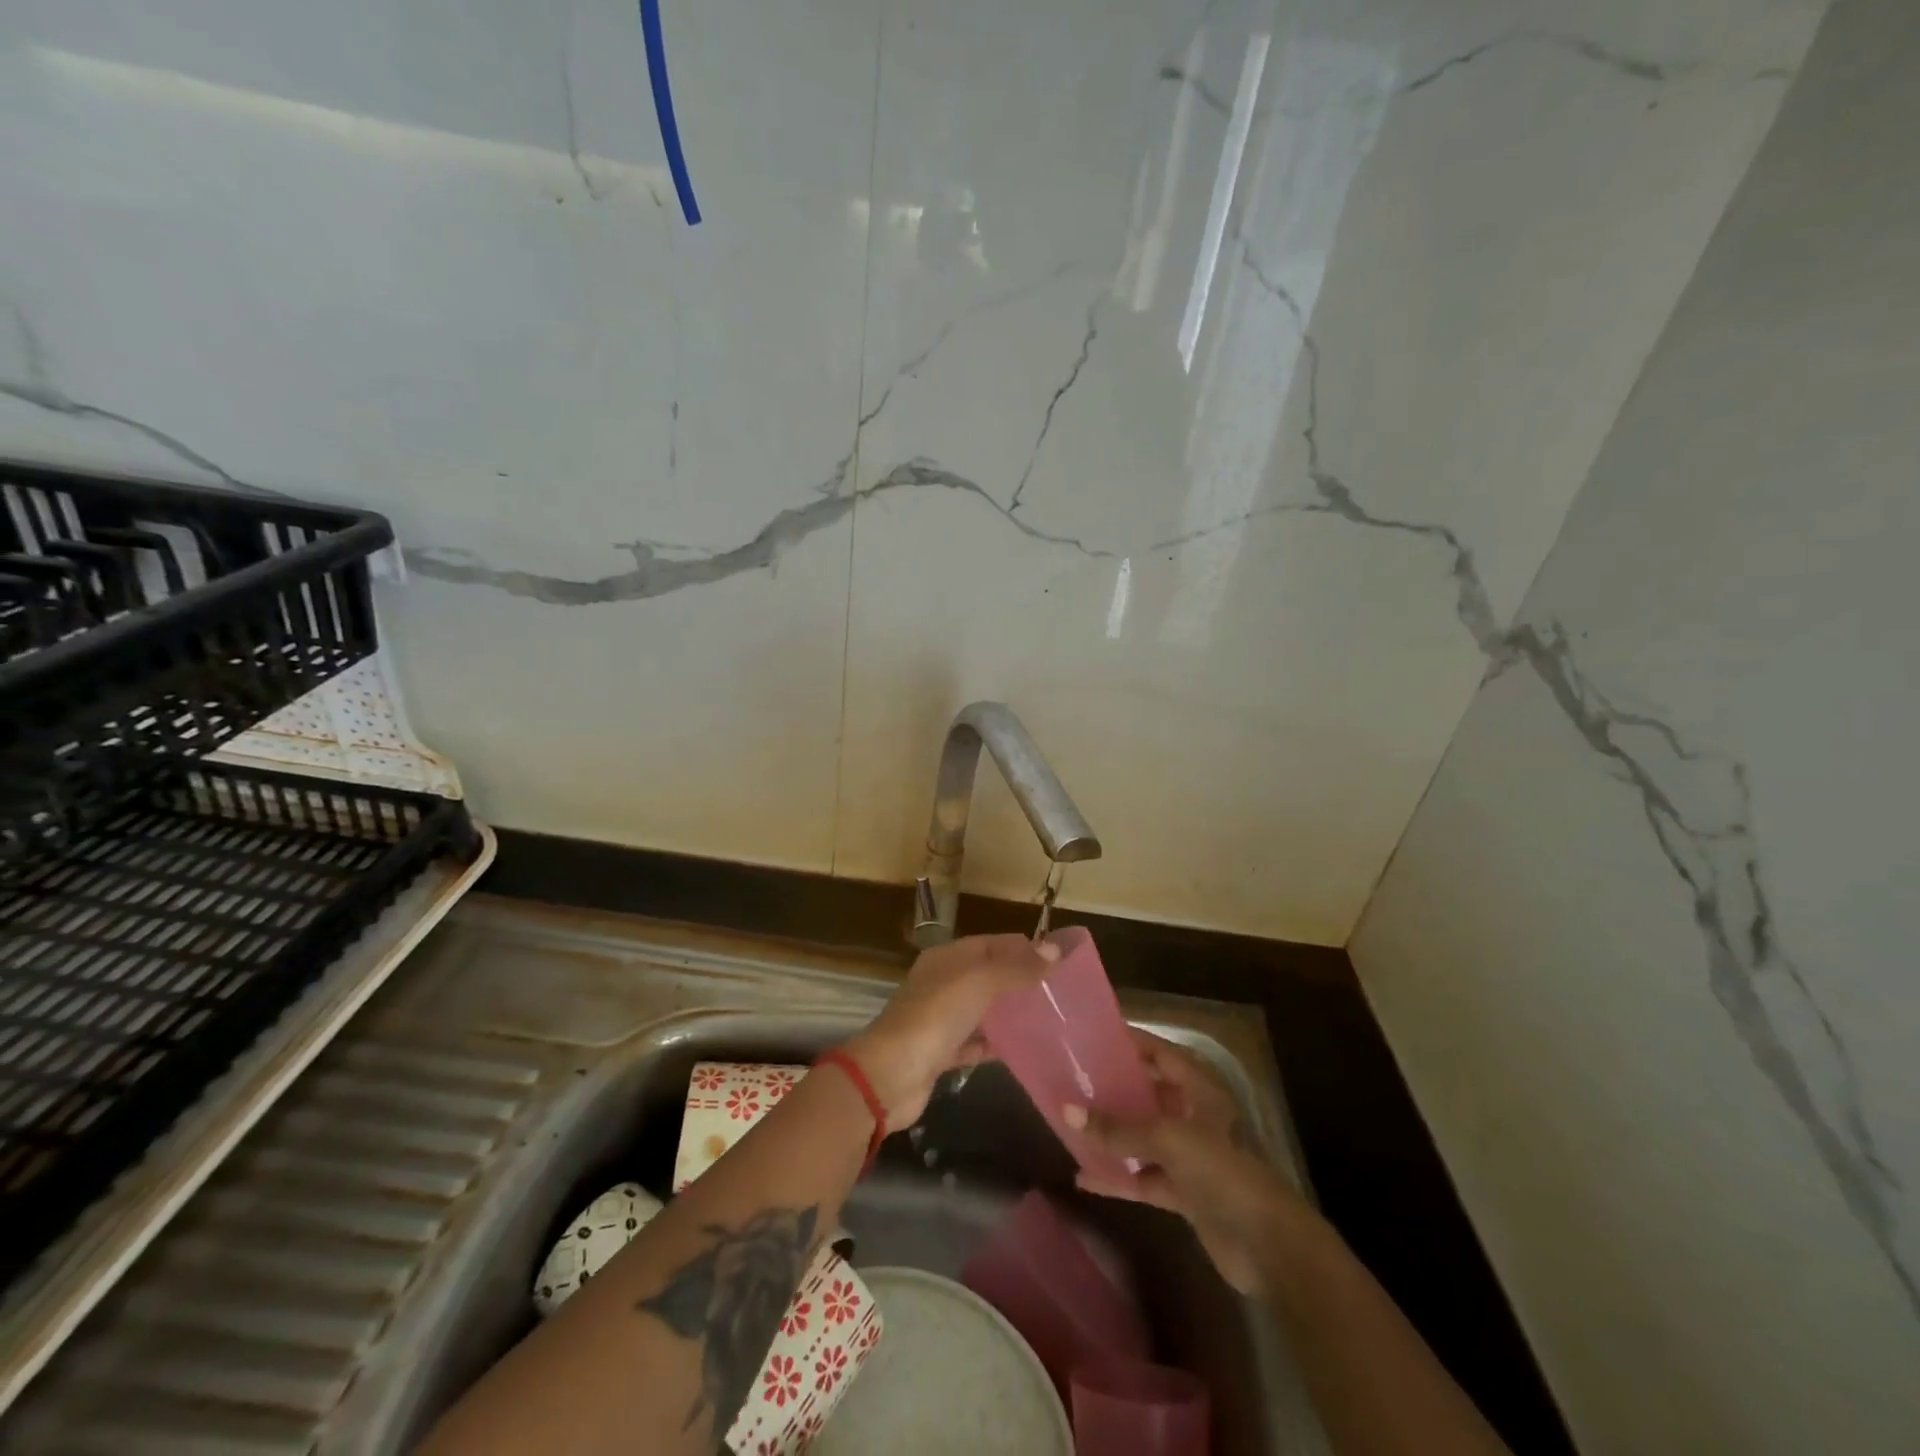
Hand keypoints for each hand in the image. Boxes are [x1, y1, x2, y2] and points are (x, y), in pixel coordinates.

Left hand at [841, 934, 1058, 1130]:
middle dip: (1020, 980)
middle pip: (988, 975)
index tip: (1059, 959)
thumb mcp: (979, 982)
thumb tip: (1055, 949)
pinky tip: (1026, 1049)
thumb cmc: (935, 1017)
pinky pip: (976, 1042)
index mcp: (947, 958)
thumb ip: (1016, 967)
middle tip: (1061, 991)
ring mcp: (940, 1019)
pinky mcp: (942, 1054)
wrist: (890, 1075)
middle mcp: (942, 983)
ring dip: (1011, 1013)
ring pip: (983, 1009)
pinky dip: (997, 1044)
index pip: (991, 944)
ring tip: (1051, 1019)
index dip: (1023, 947)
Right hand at [1066, 1031, 1302, 1295]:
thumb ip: (1116, 1128)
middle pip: (1148, 1094)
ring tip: (1070, 1121)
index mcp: (1199, 1090)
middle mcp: (1193, 1116)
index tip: (1091, 1036)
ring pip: (1142, 1137)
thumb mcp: (1166, 1139)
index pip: (1159, 1053)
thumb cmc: (1221, 1172)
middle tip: (1072, 1078)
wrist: (1268, 1246)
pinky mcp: (1185, 1193)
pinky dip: (1118, 1177)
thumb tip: (1066, 1111)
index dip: (1129, 1043)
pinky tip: (1084, 1177)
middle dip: (1113, 1088)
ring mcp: (1190, 1156)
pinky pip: (1143, 1177)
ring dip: (1112, 1133)